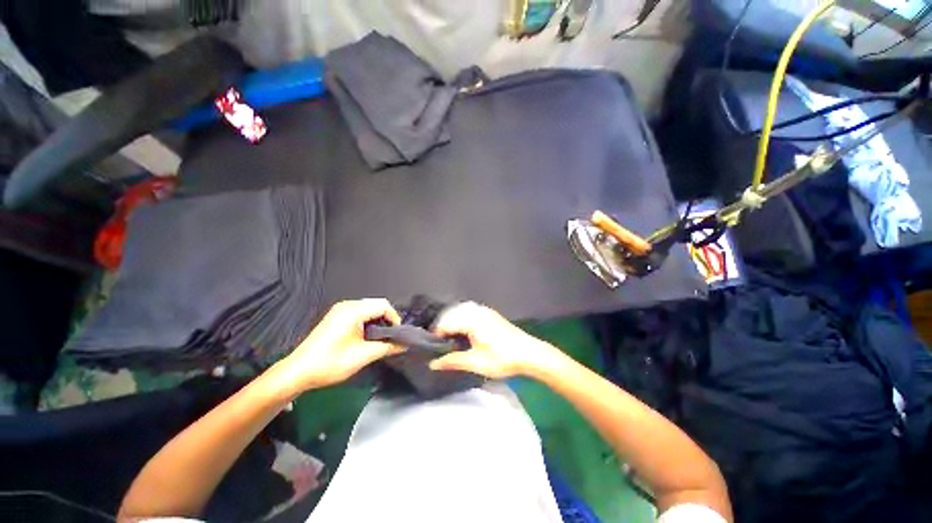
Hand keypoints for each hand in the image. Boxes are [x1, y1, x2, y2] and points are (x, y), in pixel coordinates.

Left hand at [269, 299, 402, 397]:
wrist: (298, 372)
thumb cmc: (330, 363)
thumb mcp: (364, 355)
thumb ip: (387, 347)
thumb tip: (404, 345)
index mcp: (353, 310)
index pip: (384, 305)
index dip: (395, 318)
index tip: (398, 334)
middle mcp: (347, 306)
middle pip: (377, 304)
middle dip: (387, 319)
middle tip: (391, 337)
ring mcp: (340, 310)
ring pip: (369, 308)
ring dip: (378, 321)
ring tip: (380, 338)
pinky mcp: (336, 317)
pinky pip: (360, 313)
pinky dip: (368, 321)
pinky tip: (367, 336)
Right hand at [428, 302, 561, 378]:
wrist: (529, 353)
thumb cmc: (502, 358)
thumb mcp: (476, 362)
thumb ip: (453, 361)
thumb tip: (433, 363)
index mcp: (471, 319)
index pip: (446, 323)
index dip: (436, 334)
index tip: (432, 347)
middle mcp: (476, 310)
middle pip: (452, 314)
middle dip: (443, 326)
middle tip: (439, 343)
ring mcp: (484, 310)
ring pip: (461, 311)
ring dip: (453, 321)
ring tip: (449, 338)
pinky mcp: (490, 314)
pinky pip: (470, 311)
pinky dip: (462, 318)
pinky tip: (463, 331)